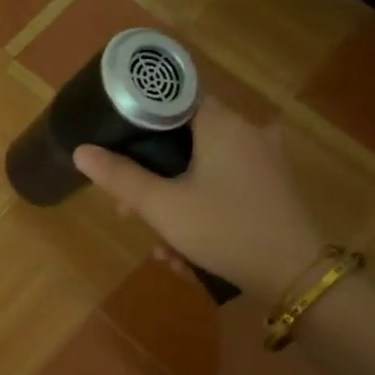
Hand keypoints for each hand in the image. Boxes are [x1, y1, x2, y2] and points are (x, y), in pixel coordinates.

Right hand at [73, 97, 321, 296]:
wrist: (293, 275)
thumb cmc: (223, 229)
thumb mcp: (162, 206)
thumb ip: (120, 177)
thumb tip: (81, 151)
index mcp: (222, 123)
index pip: (173, 99)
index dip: (140, 121)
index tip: (119, 150)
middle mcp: (247, 131)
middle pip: (184, 141)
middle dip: (152, 179)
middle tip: (129, 212)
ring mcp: (265, 160)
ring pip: (202, 171)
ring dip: (175, 206)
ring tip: (163, 248)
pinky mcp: (272, 187)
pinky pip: (225, 188)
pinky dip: (203, 212)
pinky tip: (189, 254)